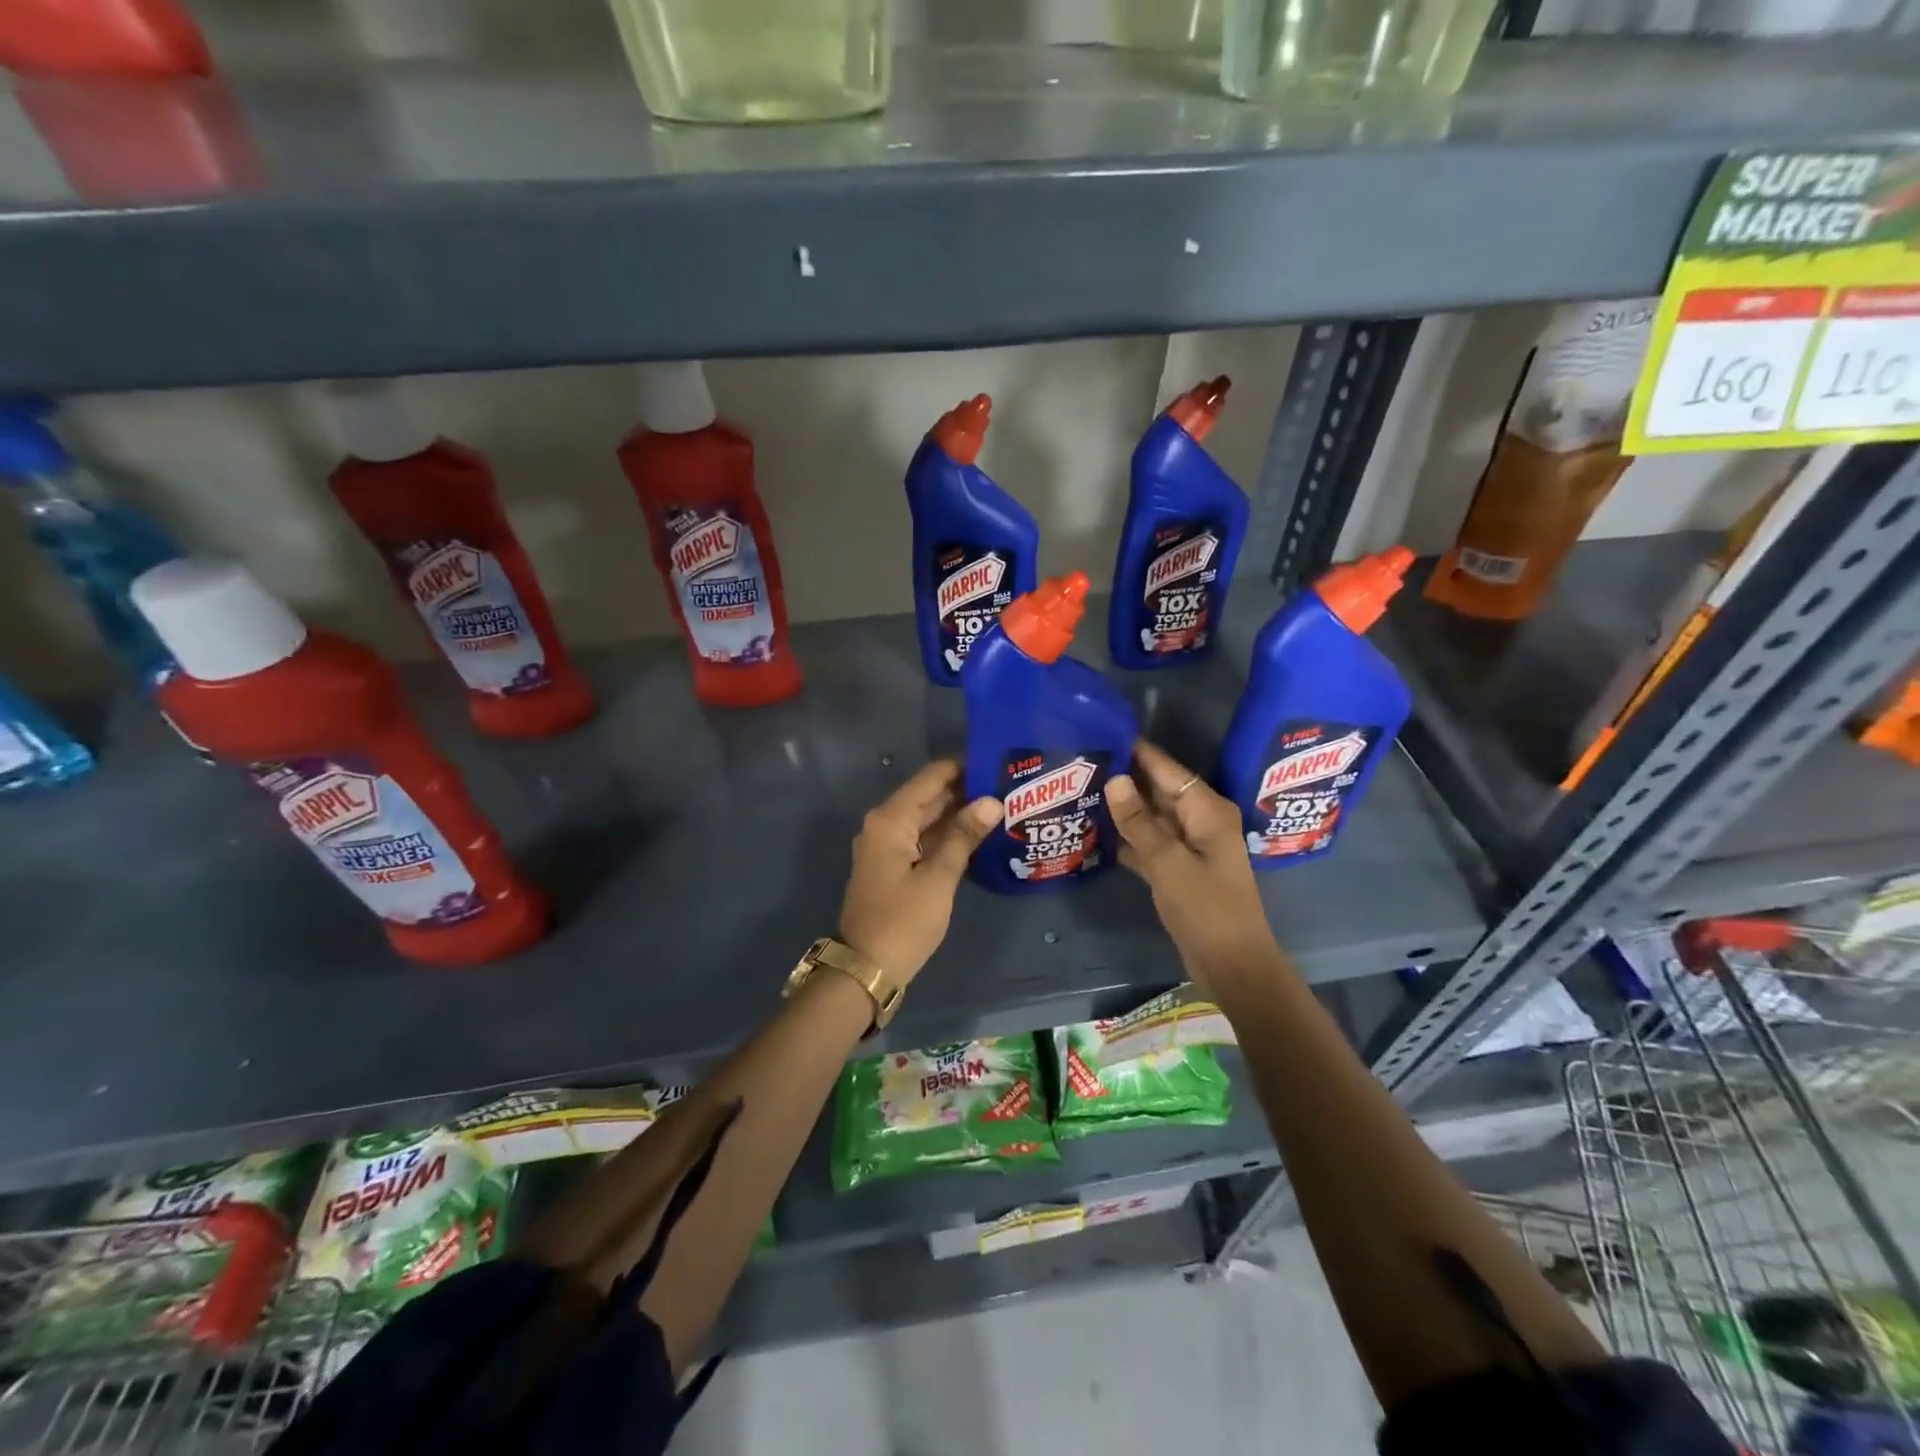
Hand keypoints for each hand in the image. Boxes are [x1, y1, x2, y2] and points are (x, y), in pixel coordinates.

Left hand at [840, 760, 1001, 981]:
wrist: (866, 969)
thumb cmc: (903, 921)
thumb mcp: (938, 878)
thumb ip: (964, 836)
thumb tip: (992, 801)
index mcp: (891, 819)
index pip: (931, 777)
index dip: (963, 765)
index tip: (997, 758)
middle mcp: (885, 824)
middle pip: (929, 796)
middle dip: (966, 790)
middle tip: (1008, 783)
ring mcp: (888, 846)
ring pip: (928, 819)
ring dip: (960, 814)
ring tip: (1003, 804)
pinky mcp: (894, 866)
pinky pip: (924, 839)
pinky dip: (949, 836)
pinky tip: (981, 836)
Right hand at [1104, 740, 1283, 992]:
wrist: (1232, 965)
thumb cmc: (1206, 908)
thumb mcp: (1168, 862)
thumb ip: (1139, 821)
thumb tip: (1114, 779)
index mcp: (1207, 810)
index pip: (1168, 769)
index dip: (1137, 752)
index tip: (1103, 733)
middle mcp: (1200, 821)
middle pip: (1159, 791)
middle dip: (1125, 779)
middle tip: (1082, 764)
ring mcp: (1190, 847)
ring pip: (1152, 818)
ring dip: (1123, 809)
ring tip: (1082, 791)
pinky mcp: (1179, 870)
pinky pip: (1150, 844)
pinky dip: (1129, 839)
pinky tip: (1097, 832)